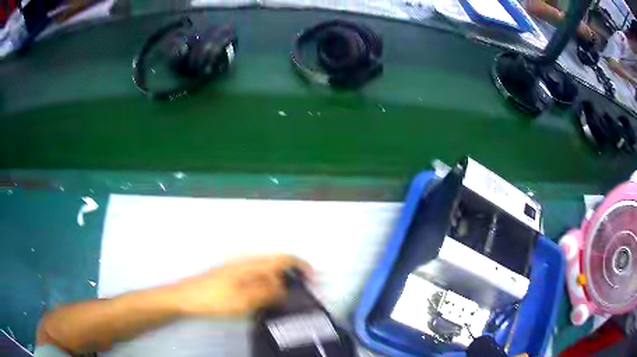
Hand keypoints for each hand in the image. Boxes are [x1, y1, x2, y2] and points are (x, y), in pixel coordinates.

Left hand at [170, 255, 312, 316]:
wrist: (185, 298)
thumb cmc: (213, 298)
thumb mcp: (243, 299)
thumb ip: (266, 292)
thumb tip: (286, 288)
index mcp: (251, 264)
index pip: (283, 258)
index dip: (302, 266)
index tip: (314, 281)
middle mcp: (247, 262)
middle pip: (277, 264)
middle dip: (293, 276)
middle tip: (301, 296)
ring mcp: (238, 269)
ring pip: (267, 272)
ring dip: (280, 283)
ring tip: (286, 301)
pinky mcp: (232, 277)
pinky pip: (257, 279)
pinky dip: (267, 287)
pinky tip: (265, 301)